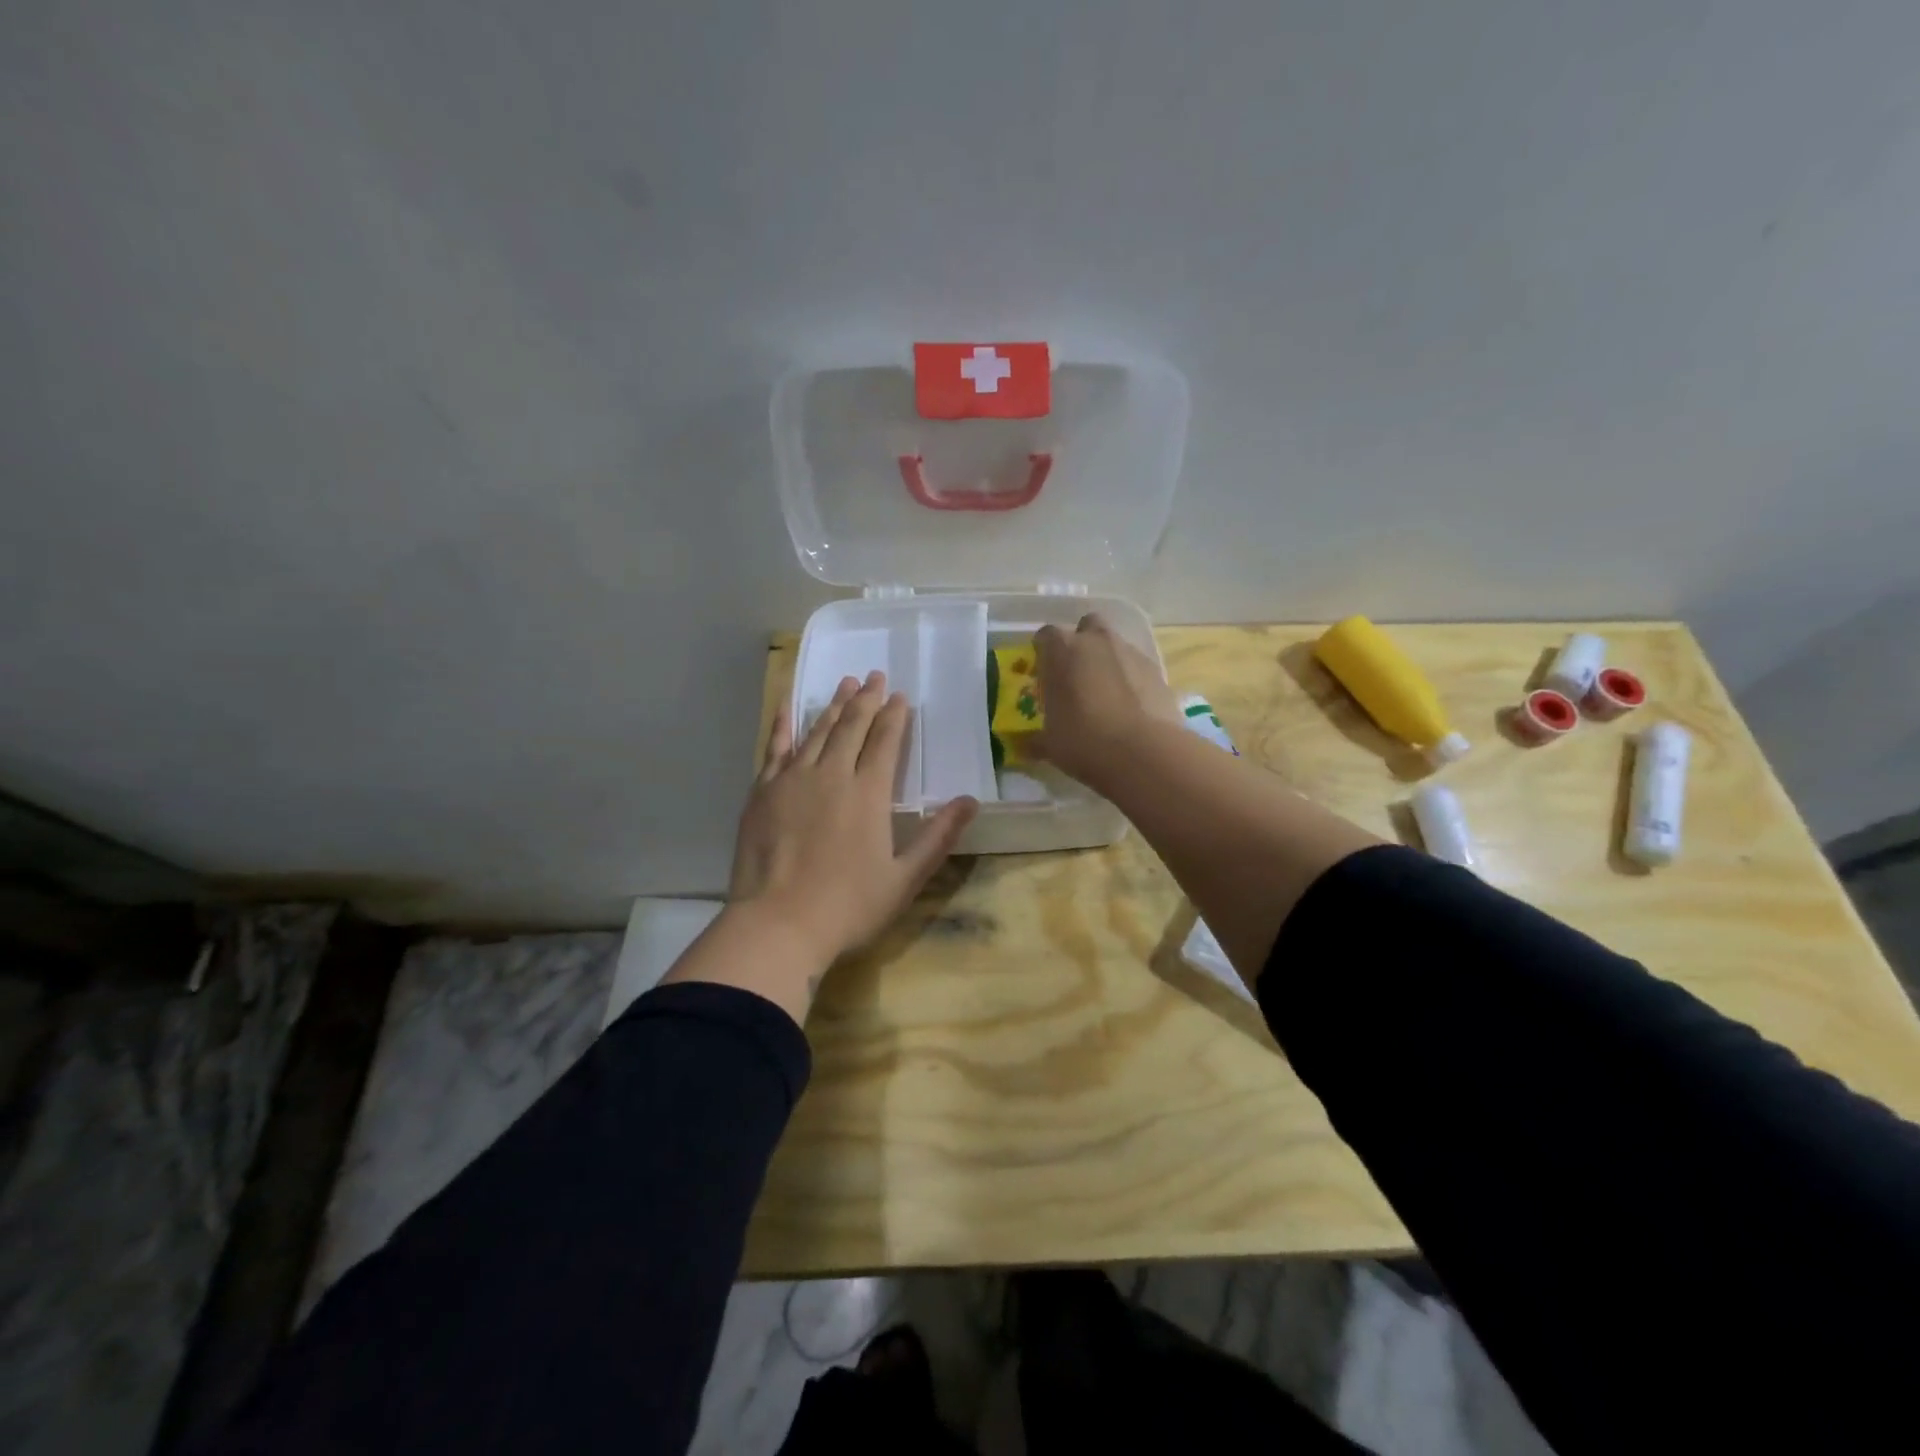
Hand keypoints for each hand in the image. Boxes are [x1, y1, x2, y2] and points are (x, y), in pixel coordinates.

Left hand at [731, 671, 978, 967]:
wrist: (777, 925)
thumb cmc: (847, 906)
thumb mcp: (904, 878)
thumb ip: (938, 837)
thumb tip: (971, 801)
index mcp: (868, 793)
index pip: (885, 742)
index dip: (894, 716)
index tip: (899, 696)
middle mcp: (831, 774)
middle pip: (851, 727)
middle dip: (866, 699)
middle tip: (874, 676)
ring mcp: (792, 780)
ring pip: (817, 731)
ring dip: (833, 706)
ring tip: (845, 684)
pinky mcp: (762, 791)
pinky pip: (775, 747)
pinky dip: (783, 723)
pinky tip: (787, 705)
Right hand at [1032, 613, 1178, 788]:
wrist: (1144, 753)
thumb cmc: (1084, 741)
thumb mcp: (1050, 744)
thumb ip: (1035, 738)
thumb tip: (1027, 745)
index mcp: (1062, 650)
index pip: (1046, 635)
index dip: (1044, 652)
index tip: (1043, 672)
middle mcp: (1096, 641)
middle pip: (1087, 626)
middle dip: (1082, 643)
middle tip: (1076, 674)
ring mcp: (1130, 652)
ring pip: (1115, 645)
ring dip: (1108, 661)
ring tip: (1105, 695)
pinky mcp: (1157, 671)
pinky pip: (1137, 667)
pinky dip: (1131, 680)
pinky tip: (1130, 708)